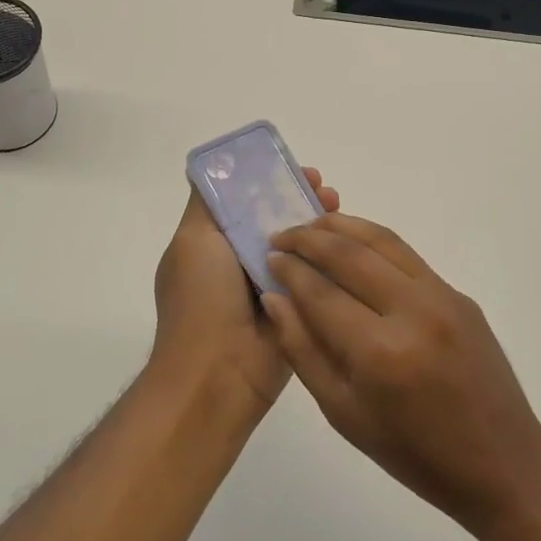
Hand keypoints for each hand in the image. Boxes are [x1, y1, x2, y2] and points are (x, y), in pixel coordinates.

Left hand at [149, 168, 339, 410]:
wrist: (219, 373)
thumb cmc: (201, 300)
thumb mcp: (193, 240)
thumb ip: (206, 203)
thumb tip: (214, 166)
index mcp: (213, 245)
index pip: (244, 202)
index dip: (266, 182)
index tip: (291, 169)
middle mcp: (241, 263)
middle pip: (275, 221)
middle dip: (299, 200)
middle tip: (325, 189)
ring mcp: (271, 288)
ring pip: (299, 247)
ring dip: (318, 225)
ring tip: (337, 206)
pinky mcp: (298, 310)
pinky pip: (316, 277)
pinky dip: (330, 258)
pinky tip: (347, 242)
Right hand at [264, 215, 540, 532]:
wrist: (501, 462)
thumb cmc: (413, 453)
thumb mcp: (344, 414)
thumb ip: (304, 351)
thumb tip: (276, 298)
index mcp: (379, 352)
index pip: (320, 292)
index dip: (289, 270)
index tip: (268, 258)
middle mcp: (412, 311)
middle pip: (349, 254)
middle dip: (308, 238)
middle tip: (281, 235)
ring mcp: (441, 297)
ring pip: (381, 241)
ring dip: (341, 226)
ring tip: (312, 225)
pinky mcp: (459, 294)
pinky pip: (407, 256)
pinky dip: (373, 240)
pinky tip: (354, 245)